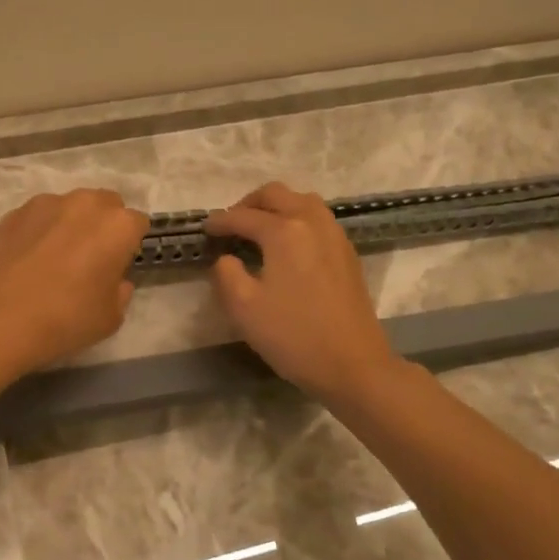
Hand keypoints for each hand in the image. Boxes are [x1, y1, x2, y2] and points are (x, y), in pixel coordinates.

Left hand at [0, 189, 150, 374]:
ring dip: (70, 224)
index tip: (117, 267)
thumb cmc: (65, 318)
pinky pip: (38, 217)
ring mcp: (47, 203)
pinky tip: (27, 259)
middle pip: (106, 205)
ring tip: (54, 258)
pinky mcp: (15, 212)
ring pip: (70, 207)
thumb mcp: (110, 318)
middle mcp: (86, 204)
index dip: (129, 246)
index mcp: (118, 226)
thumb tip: (114, 280)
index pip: (137, 224)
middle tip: (89, 258)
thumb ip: (120, 292)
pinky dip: (39, 230)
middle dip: (103, 225)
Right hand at [206, 182, 396, 401]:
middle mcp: (312, 222)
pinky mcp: (347, 254)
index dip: (220, 222)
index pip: (243, 216)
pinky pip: (318, 219)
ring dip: (277, 207)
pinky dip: (297, 220)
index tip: (205, 230)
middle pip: (277, 194)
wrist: (353, 364)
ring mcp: (335, 236)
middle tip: (231, 224)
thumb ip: (225, 273)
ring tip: (259, 230)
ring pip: (302, 201)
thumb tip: (226, 258)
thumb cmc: (293, 336)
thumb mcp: (243, 308)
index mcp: (284, 231)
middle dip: (249, 203)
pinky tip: (287, 246)